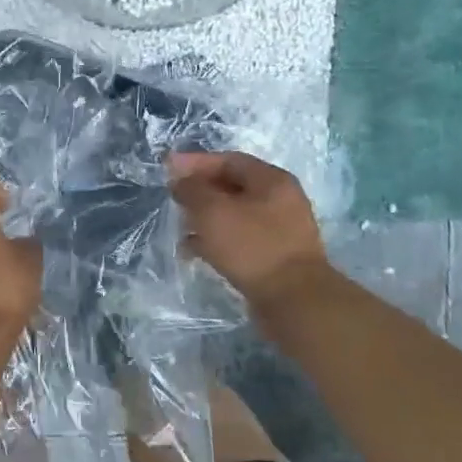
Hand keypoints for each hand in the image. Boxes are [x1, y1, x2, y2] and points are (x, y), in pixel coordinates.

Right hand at [168, 152, 331, 311]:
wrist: (294, 300)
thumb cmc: (252, 247)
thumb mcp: (213, 211)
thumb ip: (192, 190)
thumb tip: (180, 181)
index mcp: (272, 180)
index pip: (228, 160)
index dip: (195, 162)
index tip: (167, 169)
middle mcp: (280, 200)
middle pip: (232, 186)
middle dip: (199, 191)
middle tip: (174, 199)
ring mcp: (279, 229)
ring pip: (234, 214)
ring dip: (205, 218)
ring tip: (180, 227)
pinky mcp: (274, 256)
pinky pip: (239, 238)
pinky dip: (216, 240)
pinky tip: (195, 251)